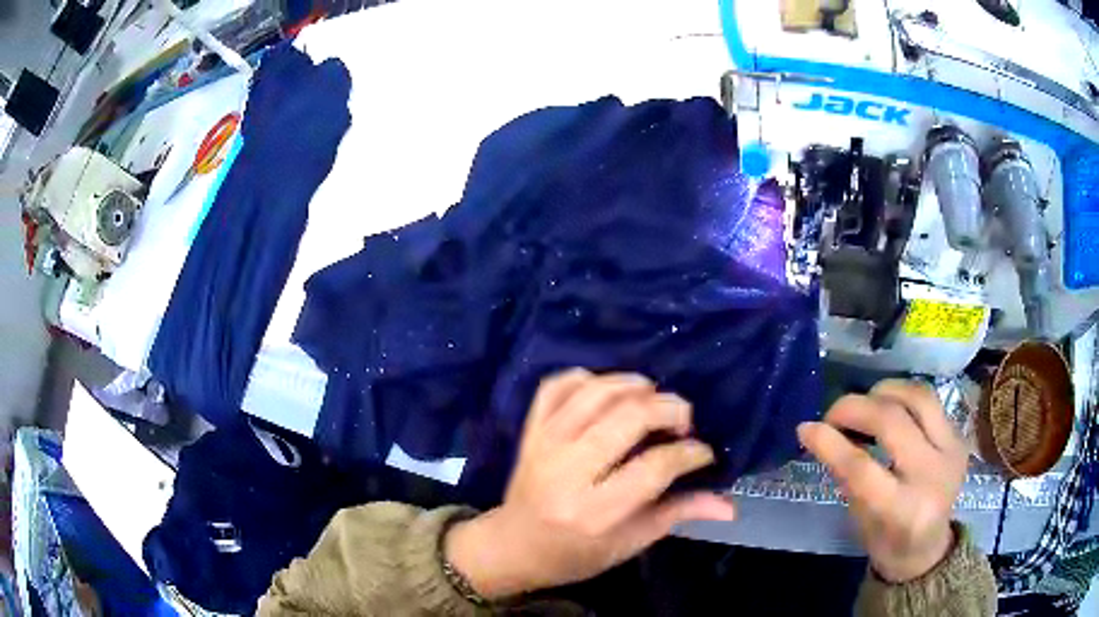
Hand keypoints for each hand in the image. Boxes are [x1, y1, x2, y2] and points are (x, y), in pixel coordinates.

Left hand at [445, 369, 734, 598]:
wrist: (513, 546)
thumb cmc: (575, 554)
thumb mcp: (629, 543)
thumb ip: (678, 515)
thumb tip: (730, 505)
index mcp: (596, 512)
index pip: (655, 467)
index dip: (690, 453)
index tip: (703, 452)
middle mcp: (568, 472)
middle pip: (627, 419)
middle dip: (669, 409)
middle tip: (684, 420)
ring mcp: (544, 445)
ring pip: (595, 393)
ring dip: (633, 385)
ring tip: (654, 397)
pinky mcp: (530, 431)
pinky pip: (556, 386)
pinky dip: (585, 378)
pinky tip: (608, 389)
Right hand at [797, 380, 967, 582]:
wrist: (929, 547)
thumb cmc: (887, 541)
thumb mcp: (859, 519)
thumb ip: (847, 476)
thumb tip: (820, 434)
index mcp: (904, 511)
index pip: (863, 469)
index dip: (831, 444)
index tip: (806, 428)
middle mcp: (934, 475)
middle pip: (893, 422)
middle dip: (855, 408)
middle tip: (833, 414)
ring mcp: (952, 450)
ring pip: (917, 396)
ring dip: (883, 392)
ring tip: (864, 403)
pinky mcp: (959, 434)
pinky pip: (928, 399)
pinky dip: (902, 396)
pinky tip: (888, 407)